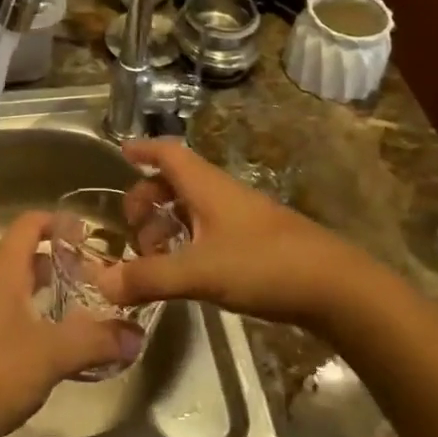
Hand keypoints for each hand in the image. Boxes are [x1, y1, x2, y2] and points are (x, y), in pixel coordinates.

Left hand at [0, 210, 141, 436]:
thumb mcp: (50, 353)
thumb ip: (96, 340)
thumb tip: (139, 334)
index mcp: (4, 274)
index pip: (28, 225)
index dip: (58, 221)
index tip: (90, 234)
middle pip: (30, 260)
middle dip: (65, 263)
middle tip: (102, 277)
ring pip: (27, 296)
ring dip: (58, 298)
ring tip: (95, 311)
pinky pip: (23, 327)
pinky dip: (48, 329)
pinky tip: (71, 350)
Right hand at [96, 138, 367, 329]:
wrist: (335, 287)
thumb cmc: (263, 264)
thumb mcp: (199, 271)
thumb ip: (149, 277)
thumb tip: (102, 283)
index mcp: (206, 186)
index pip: (168, 153)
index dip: (143, 149)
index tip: (120, 153)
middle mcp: (221, 194)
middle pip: (175, 182)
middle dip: (147, 199)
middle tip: (132, 229)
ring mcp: (241, 218)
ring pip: (193, 208)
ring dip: (167, 225)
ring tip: (153, 259)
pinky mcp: (255, 242)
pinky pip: (209, 230)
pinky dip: (187, 242)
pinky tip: (185, 272)